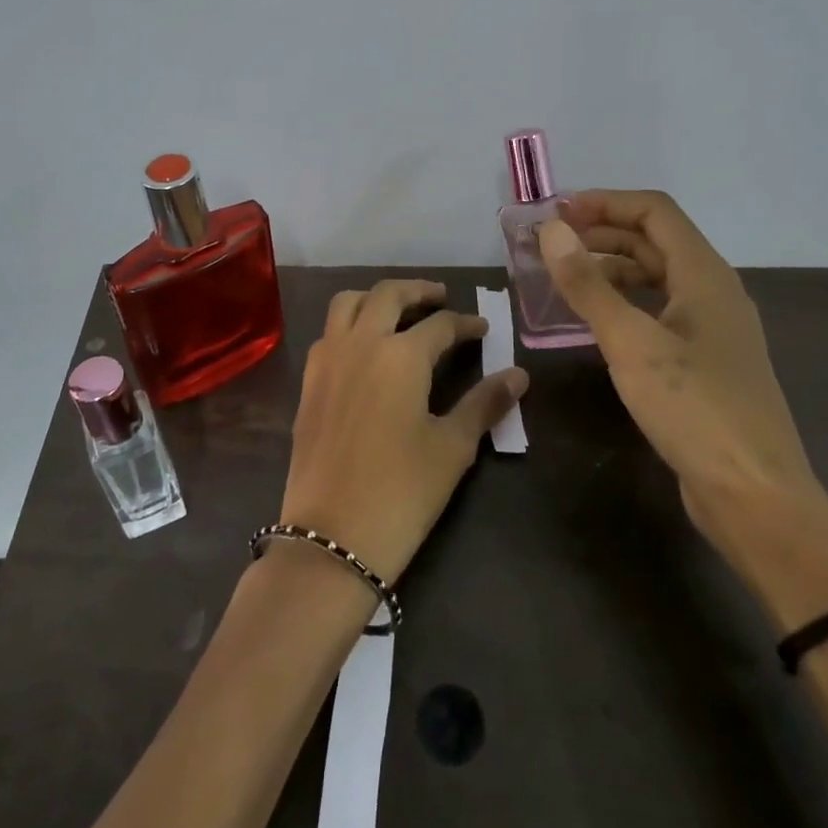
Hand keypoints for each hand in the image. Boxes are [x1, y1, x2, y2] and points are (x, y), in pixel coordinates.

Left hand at [280, 280, 528, 585]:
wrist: (331, 536)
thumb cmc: (402, 492)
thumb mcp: (452, 447)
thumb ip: (484, 403)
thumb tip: (518, 375)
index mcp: (400, 354)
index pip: (440, 325)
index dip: (465, 324)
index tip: (482, 329)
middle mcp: (360, 343)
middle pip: (388, 295)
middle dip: (419, 291)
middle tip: (441, 298)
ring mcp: (327, 359)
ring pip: (348, 303)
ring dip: (376, 298)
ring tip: (399, 311)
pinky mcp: (308, 381)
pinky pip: (329, 332)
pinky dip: (349, 323)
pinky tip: (365, 347)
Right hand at [536, 192, 821, 544]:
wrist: (755, 497)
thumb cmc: (694, 409)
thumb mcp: (631, 343)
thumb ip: (588, 284)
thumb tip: (551, 230)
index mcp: (704, 275)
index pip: (654, 212)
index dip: (605, 203)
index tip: (557, 212)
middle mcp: (712, 292)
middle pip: (655, 242)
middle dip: (602, 233)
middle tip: (551, 243)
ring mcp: (711, 329)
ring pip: (656, 278)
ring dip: (611, 268)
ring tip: (564, 278)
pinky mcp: (704, 362)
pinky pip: (658, 313)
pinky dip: (623, 304)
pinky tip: (594, 322)